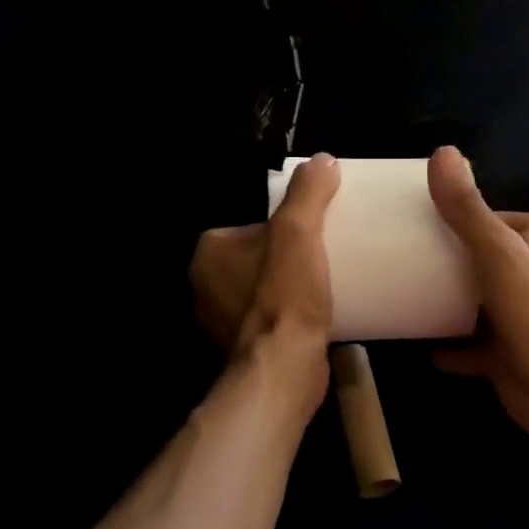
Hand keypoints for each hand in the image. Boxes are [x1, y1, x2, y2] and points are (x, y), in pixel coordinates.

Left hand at [190, 153, 340, 365]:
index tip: (313, 234)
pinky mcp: (241, 351)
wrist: (284, 369)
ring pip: (262, 292)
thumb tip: (322, 160)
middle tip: (325, 257)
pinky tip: (315, 317)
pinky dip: (287, 317)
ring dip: (288, 289)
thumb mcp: (299, 231)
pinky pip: (268, 321)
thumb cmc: (285, 294)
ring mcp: (220, 324)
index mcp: (208, 253)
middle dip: (286, 259)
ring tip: (325, 285)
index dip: (283, 227)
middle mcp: (203, 288)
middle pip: (257, 259)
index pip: (249, 227)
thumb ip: (308, 193)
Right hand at [426, 146, 528, 445]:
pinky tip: (420, 344)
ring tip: (410, 291)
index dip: (479, 215)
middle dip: (457, 258)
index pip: (507, 219)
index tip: (440, 216)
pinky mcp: (508, 356)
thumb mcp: (497, 251)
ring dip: (452, 300)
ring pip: (481, 301)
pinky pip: (471, 348)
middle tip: (413, 253)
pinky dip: (450, 347)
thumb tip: (442, 153)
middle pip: (490, 259)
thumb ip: (468, 208)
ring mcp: (521, 319)